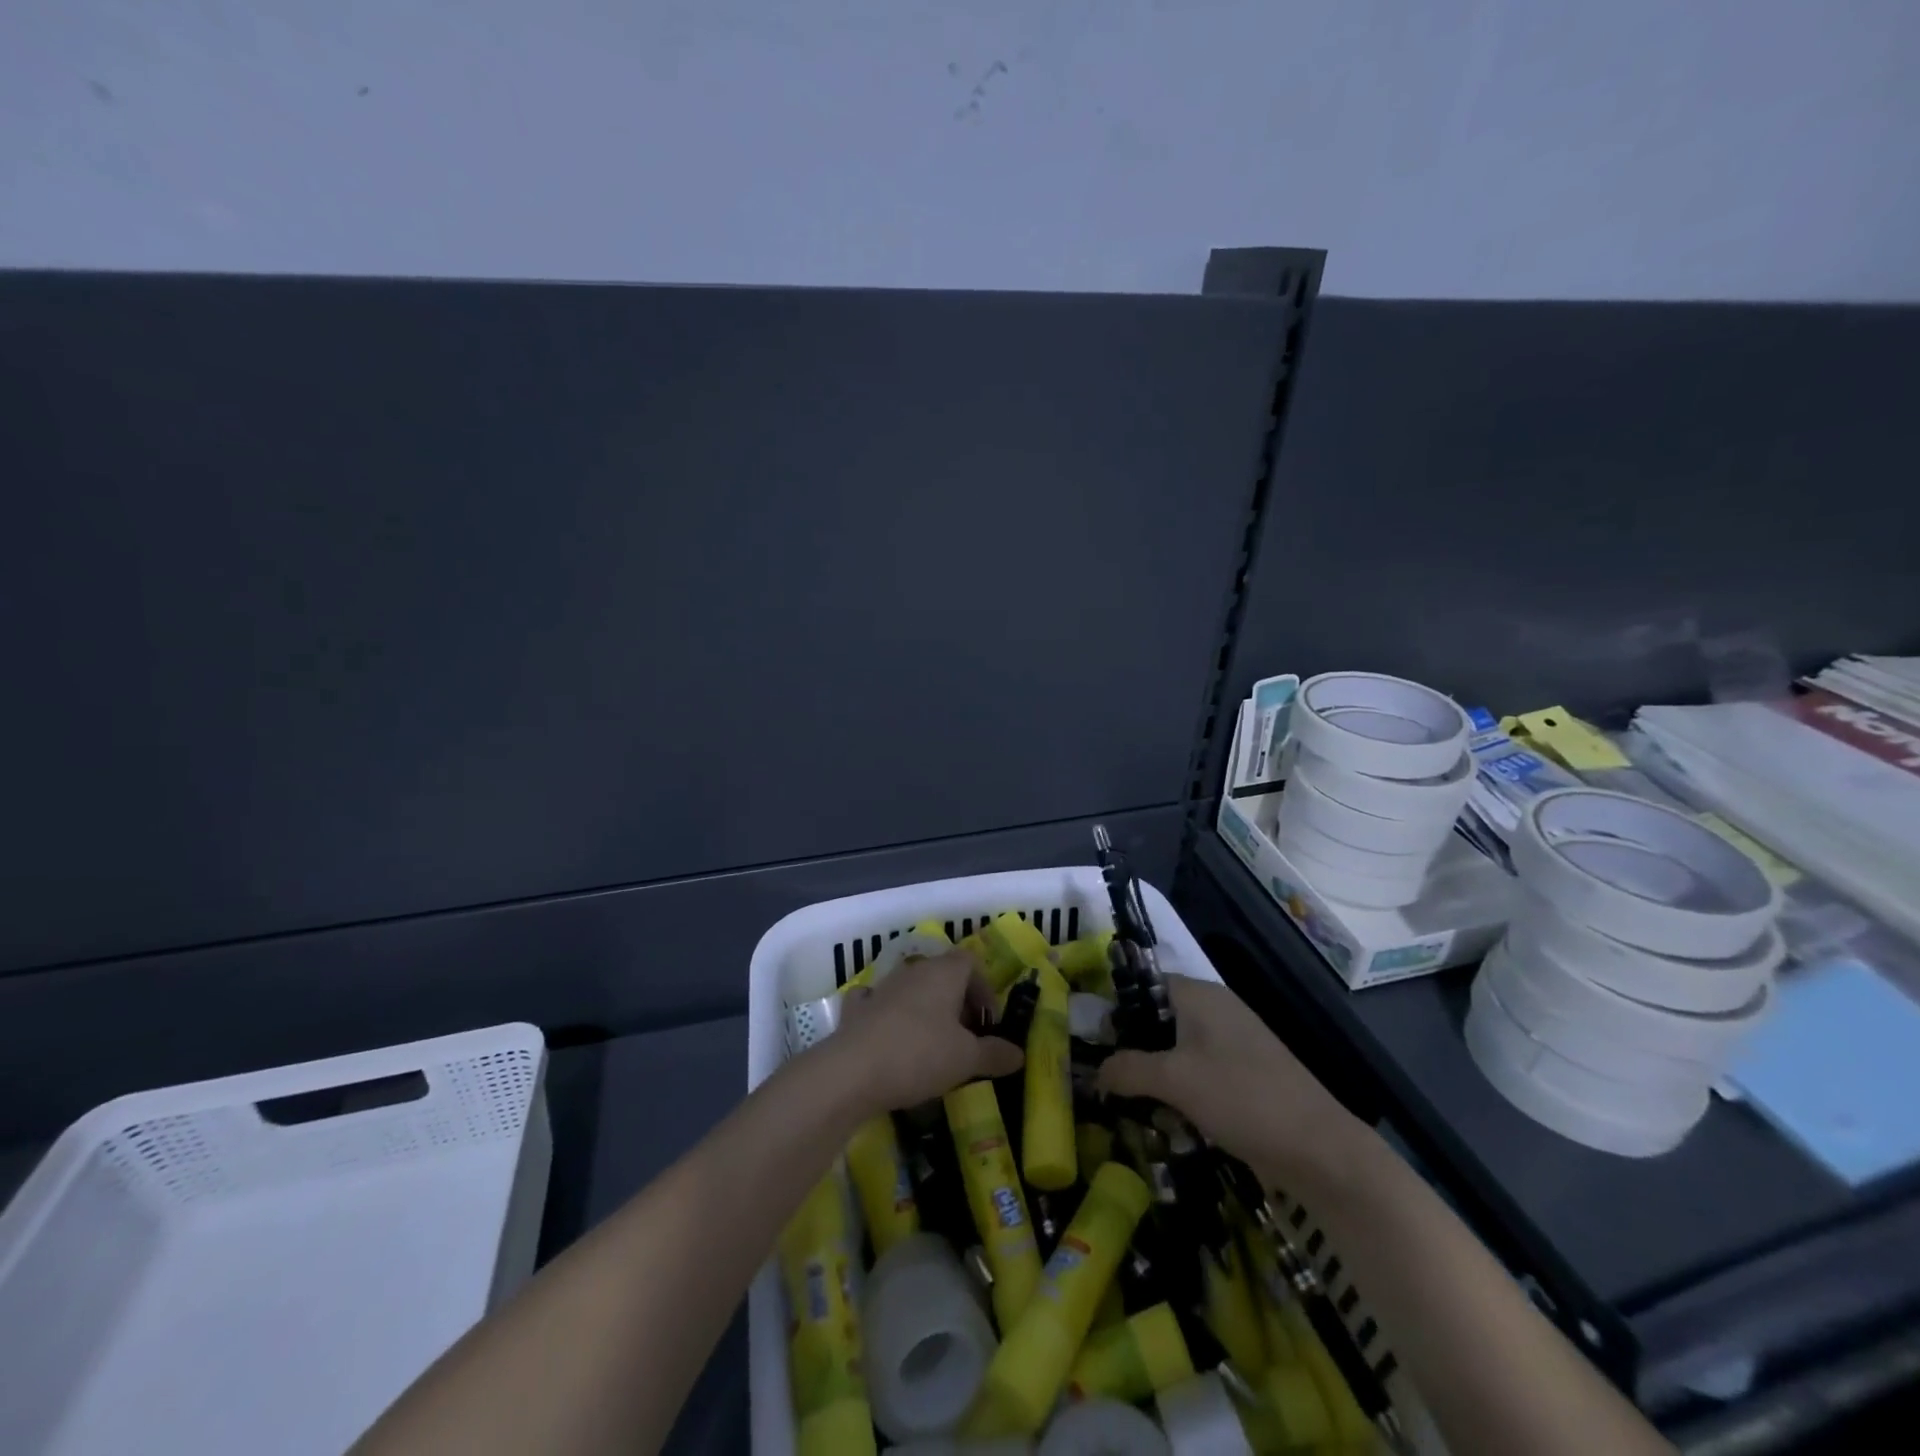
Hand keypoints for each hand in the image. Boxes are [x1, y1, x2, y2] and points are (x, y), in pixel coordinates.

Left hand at [831, 950, 1023, 1111]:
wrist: (852, 1071)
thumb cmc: (920, 1055)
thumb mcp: (967, 1059)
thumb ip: (995, 1054)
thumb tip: (1019, 1054)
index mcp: (943, 973)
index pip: (971, 962)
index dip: (984, 989)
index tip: (988, 1022)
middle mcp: (913, 971)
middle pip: (942, 974)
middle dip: (957, 1001)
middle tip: (966, 1038)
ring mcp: (881, 987)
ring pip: (911, 988)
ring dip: (925, 1009)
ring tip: (932, 1044)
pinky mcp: (856, 1009)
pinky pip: (876, 1002)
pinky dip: (886, 1014)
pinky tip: (889, 1035)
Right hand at [1096, 975, 1366, 1188]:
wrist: (1320, 1150)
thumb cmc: (1241, 1098)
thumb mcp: (1174, 1080)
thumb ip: (1127, 1069)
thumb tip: (1097, 1072)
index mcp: (1199, 995)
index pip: (1143, 985)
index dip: (1115, 1010)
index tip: (1092, 1043)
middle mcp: (1215, 1010)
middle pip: (1157, 1019)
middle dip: (1132, 1050)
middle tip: (1108, 1081)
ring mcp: (1232, 1043)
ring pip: (1175, 1050)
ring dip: (1154, 1076)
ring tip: (1133, 1105)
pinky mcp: (1244, 1076)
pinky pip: (1197, 1073)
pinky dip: (1179, 1091)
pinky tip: (1169, 1120)